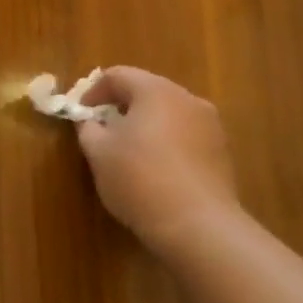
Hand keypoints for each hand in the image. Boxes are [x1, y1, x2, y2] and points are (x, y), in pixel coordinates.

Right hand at [77, 67, 239, 256]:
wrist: (198, 227)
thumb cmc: (139, 180)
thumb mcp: (98, 152)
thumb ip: (88, 128)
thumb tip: (90, 121)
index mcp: (155, 90)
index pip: (117, 75)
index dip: (92, 92)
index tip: (80, 114)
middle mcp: (187, 99)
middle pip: (146, 90)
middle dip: (121, 106)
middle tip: (102, 130)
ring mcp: (210, 125)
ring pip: (168, 113)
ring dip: (145, 124)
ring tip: (128, 151)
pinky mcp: (222, 153)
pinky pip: (186, 135)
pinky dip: (166, 142)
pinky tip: (155, 169)